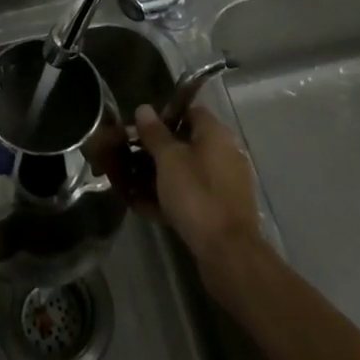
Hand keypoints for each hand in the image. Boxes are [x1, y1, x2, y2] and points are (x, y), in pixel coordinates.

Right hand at [133, 103, 263, 270]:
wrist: (228, 252)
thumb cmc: (196, 194)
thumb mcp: (168, 159)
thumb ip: (155, 133)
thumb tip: (144, 108)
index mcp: (216, 133)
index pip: (190, 110)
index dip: (164, 115)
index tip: (141, 127)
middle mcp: (225, 152)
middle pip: (187, 142)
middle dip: (158, 149)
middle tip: (132, 157)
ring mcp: (225, 183)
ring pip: (187, 170)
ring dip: (161, 175)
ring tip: (132, 184)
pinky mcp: (222, 209)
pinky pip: (192, 194)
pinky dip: (172, 197)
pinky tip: (145, 207)